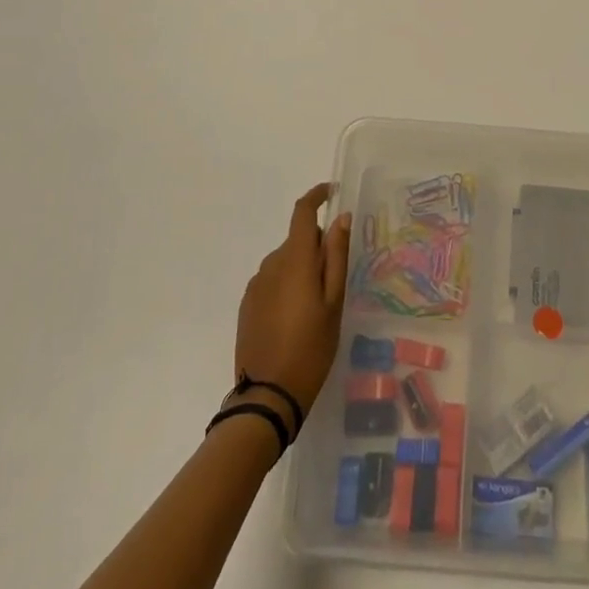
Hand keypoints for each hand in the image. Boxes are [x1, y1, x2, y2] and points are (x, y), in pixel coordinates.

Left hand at [232, 184, 351, 425]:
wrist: (268, 396)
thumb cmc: (311, 347)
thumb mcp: (334, 302)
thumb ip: (337, 256)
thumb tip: (341, 218)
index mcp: (295, 259)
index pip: (302, 212)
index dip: (317, 196)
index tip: (332, 192)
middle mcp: (271, 264)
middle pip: (297, 240)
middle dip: (317, 247)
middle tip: (336, 279)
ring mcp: (256, 285)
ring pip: (286, 261)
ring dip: (302, 269)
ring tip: (317, 306)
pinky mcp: (247, 304)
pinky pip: (272, 281)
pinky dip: (287, 286)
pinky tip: (296, 318)